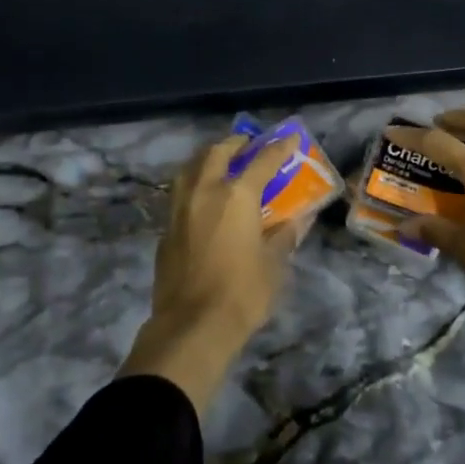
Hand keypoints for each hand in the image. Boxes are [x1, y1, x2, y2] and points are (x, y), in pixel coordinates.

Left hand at [118, 132, 301, 412]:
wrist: (191, 326)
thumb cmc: (242, 293)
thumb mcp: (274, 265)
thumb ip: (285, 235)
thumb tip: (298, 219)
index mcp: (236, 195)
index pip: (263, 160)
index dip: (279, 147)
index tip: (291, 137)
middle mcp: (205, 192)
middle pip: (217, 152)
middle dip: (236, 143)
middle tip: (250, 144)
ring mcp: (180, 208)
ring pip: (191, 168)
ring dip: (208, 158)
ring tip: (222, 162)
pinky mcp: (166, 228)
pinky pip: (180, 193)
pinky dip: (194, 184)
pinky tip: (203, 198)